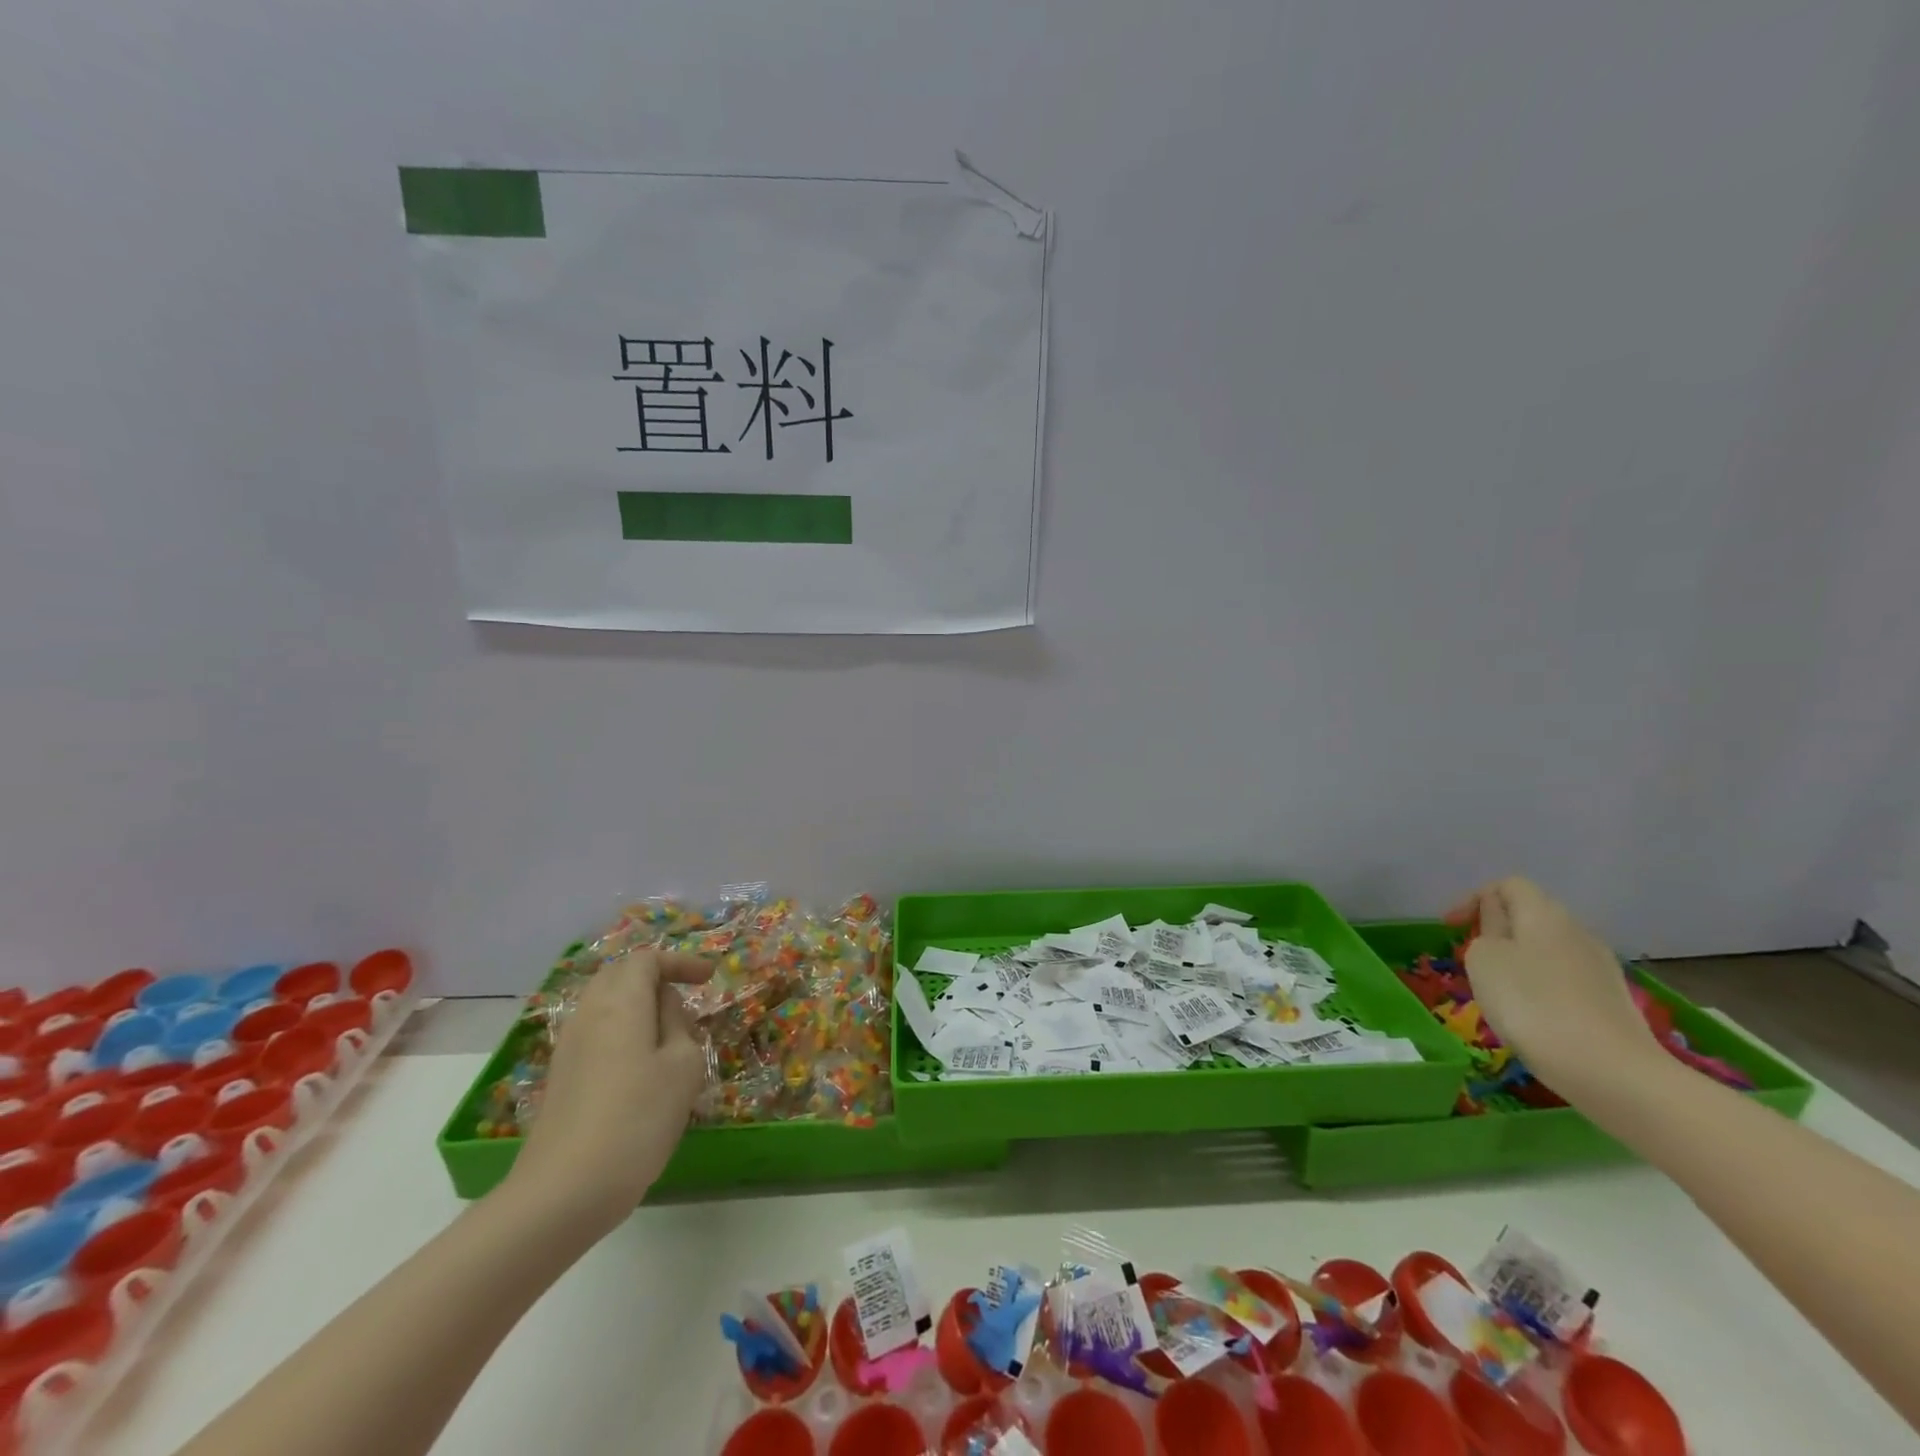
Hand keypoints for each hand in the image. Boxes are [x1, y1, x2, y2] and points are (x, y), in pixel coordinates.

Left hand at [504, 949, 712, 1230]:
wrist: (563, 1192)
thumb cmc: (636, 1119)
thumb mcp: (682, 1066)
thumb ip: (679, 1024)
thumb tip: (664, 1009)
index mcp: (620, 1002)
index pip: (647, 959)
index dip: (681, 961)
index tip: (711, 977)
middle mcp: (588, 1014)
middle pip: (620, 975)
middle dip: (656, 978)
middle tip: (688, 998)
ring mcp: (569, 1047)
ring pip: (606, 1005)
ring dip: (639, 1007)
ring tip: (670, 1035)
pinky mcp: (561, 1078)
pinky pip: (596, 1033)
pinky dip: (623, 1032)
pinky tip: (642, 1067)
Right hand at [1444, 877, 1659, 1095]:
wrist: (1612, 1071)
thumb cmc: (1532, 1004)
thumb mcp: (1484, 959)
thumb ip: (1485, 930)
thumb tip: (1498, 925)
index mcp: (1544, 913)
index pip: (1508, 885)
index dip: (1475, 899)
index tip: (1451, 928)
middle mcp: (1577, 930)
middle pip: (1531, 915)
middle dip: (1497, 930)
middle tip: (1473, 958)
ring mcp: (1600, 966)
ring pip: (1548, 947)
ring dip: (1519, 959)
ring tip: (1500, 990)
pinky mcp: (1612, 999)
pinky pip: (1566, 977)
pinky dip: (1542, 984)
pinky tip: (1534, 1014)